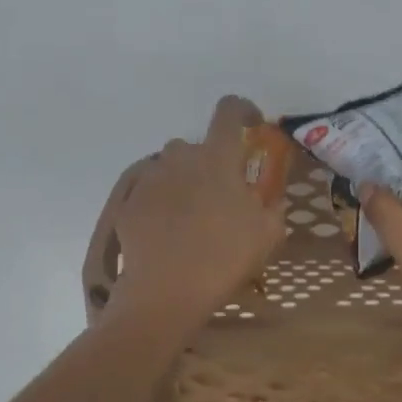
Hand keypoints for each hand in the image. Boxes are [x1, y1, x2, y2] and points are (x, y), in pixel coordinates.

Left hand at [113, 96, 287, 322]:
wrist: (165, 291)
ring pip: (170, 167)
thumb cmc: (224, 259)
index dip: (242, 110)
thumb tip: (271, 197)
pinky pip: (149, 191)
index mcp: (217, 158)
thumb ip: (272, 207)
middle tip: (220, 196)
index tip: (250, 124)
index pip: (229, 111)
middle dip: (210, 163)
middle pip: (197, 146)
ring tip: (191, 216)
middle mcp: (180, 157)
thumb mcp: (267, 235)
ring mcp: (149, 178)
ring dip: (183, 181)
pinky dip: (161, 203)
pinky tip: (168, 232)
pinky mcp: (129, 201)